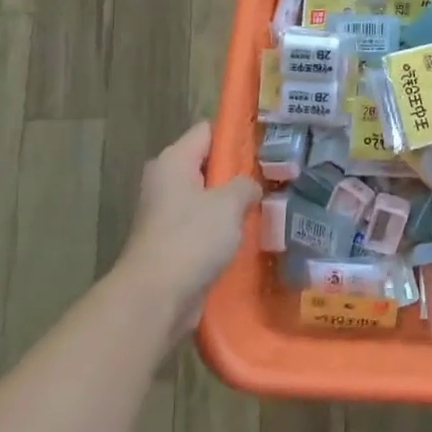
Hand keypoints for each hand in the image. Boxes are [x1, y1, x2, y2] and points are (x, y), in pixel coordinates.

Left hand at [119, 122, 259, 339]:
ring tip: (269, 203)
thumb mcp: (229, 202)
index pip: (208, 131)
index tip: (269, 142)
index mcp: (173, 162)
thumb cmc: (191, 238)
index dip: (238, 134)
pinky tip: (253, 233)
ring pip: (210, 198)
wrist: (156, 300)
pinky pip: (206, 226)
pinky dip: (225, 229)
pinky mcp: (174, 244)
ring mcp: (168, 215)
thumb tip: (251, 188)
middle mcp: (166, 183)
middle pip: (209, 164)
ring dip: (234, 203)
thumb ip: (246, 184)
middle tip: (275, 174)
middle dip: (240, 171)